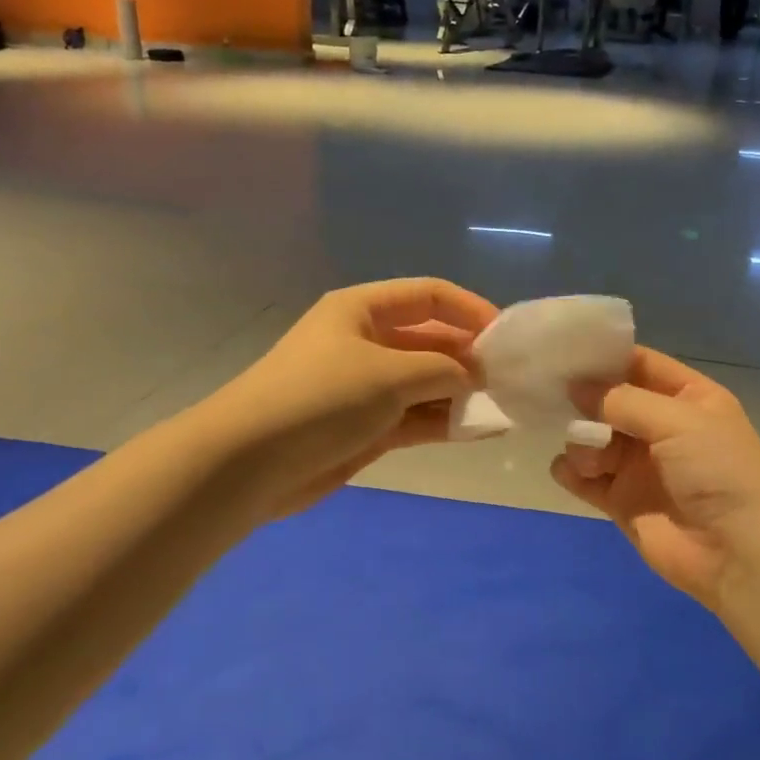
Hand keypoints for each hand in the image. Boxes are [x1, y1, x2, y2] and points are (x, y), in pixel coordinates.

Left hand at [213, 279, 496, 519]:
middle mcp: (366, 341)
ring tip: (504, 406)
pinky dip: (445, 422)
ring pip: (426, 382)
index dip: (470, 310)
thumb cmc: (320, 398)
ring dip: (461, 393)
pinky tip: (480, 429)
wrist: (249, 463)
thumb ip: (443, 369)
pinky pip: (416, 416)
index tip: (505, 337)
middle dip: (469, 357)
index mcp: (363, 310)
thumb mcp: (390, 373)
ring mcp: (366, 386)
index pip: (429, 296)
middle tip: (510, 379)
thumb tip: (475, 376)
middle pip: (430, 339)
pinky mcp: (366, 426)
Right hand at [550, 348, 759, 612]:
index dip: (605, 357)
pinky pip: (586, 477)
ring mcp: (641, 465)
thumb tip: (576, 387)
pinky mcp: (623, 501)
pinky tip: (573, 473)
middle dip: (584, 400)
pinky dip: (572, 472)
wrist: (739, 553)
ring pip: (594, 439)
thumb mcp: (677, 420)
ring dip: (582, 442)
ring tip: (591, 459)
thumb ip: (622, 400)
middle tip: (555, 399)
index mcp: (688, 398)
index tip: (565, 353)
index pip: (639, 365)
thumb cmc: (718, 471)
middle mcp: (662, 427)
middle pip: (610, 402)